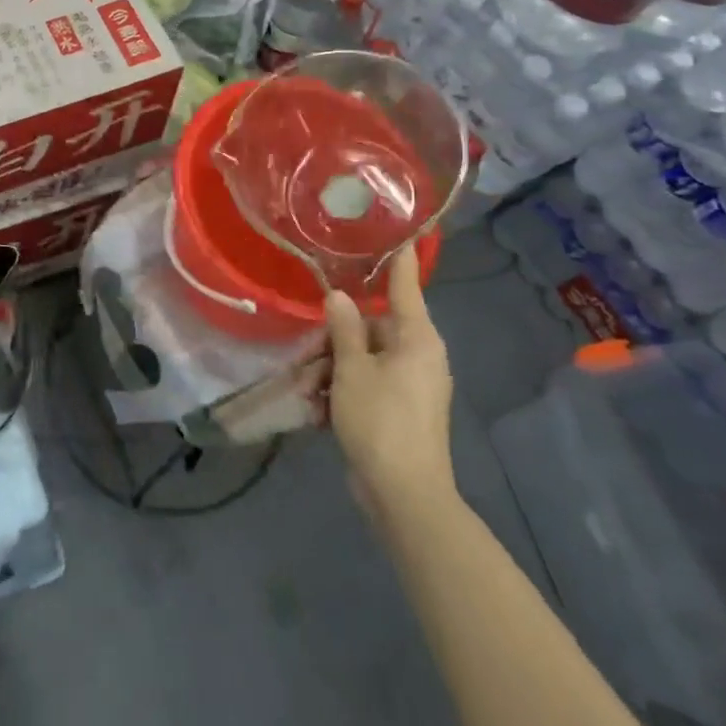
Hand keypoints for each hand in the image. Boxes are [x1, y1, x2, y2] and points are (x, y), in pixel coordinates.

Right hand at [322, 247, 454, 511]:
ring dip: (333, 368)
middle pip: (373, 326)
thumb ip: (344, 328)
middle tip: (307, 348)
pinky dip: (343, 390)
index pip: (405, 284)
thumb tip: (338, 295)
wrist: (404, 496)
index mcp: (417, 337)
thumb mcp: (352, 369)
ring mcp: (411, 384)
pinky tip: (317, 408)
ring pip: (364, 357)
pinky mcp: (399, 408)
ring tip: (308, 389)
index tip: (390, 229)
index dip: (395, 257)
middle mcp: (419, 354)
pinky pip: (367, 383)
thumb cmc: (381, 421)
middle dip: (336, 336)